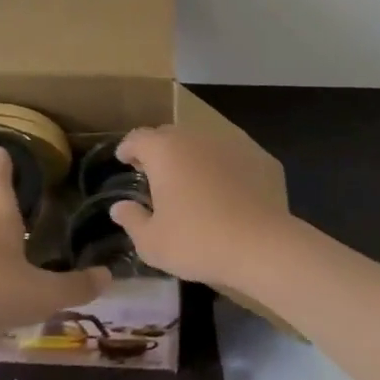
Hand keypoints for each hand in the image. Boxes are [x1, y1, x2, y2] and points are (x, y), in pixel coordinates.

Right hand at [107, 123, 291, 285]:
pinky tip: (220, 188)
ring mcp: (225, 143)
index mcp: (164, 150)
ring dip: (188, 156)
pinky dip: (216, 165)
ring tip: (186, 181)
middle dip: (156, 150)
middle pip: (167, 135)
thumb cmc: (197, 241)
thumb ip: (132, 220)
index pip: (138, 138)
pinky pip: (225, 155)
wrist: (260, 244)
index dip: (128, 148)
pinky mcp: (253, 155)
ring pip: (198, 143)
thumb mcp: (152, 242)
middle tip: (152, 172)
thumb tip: (119, 207)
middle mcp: (193, 137)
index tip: (123, 158)